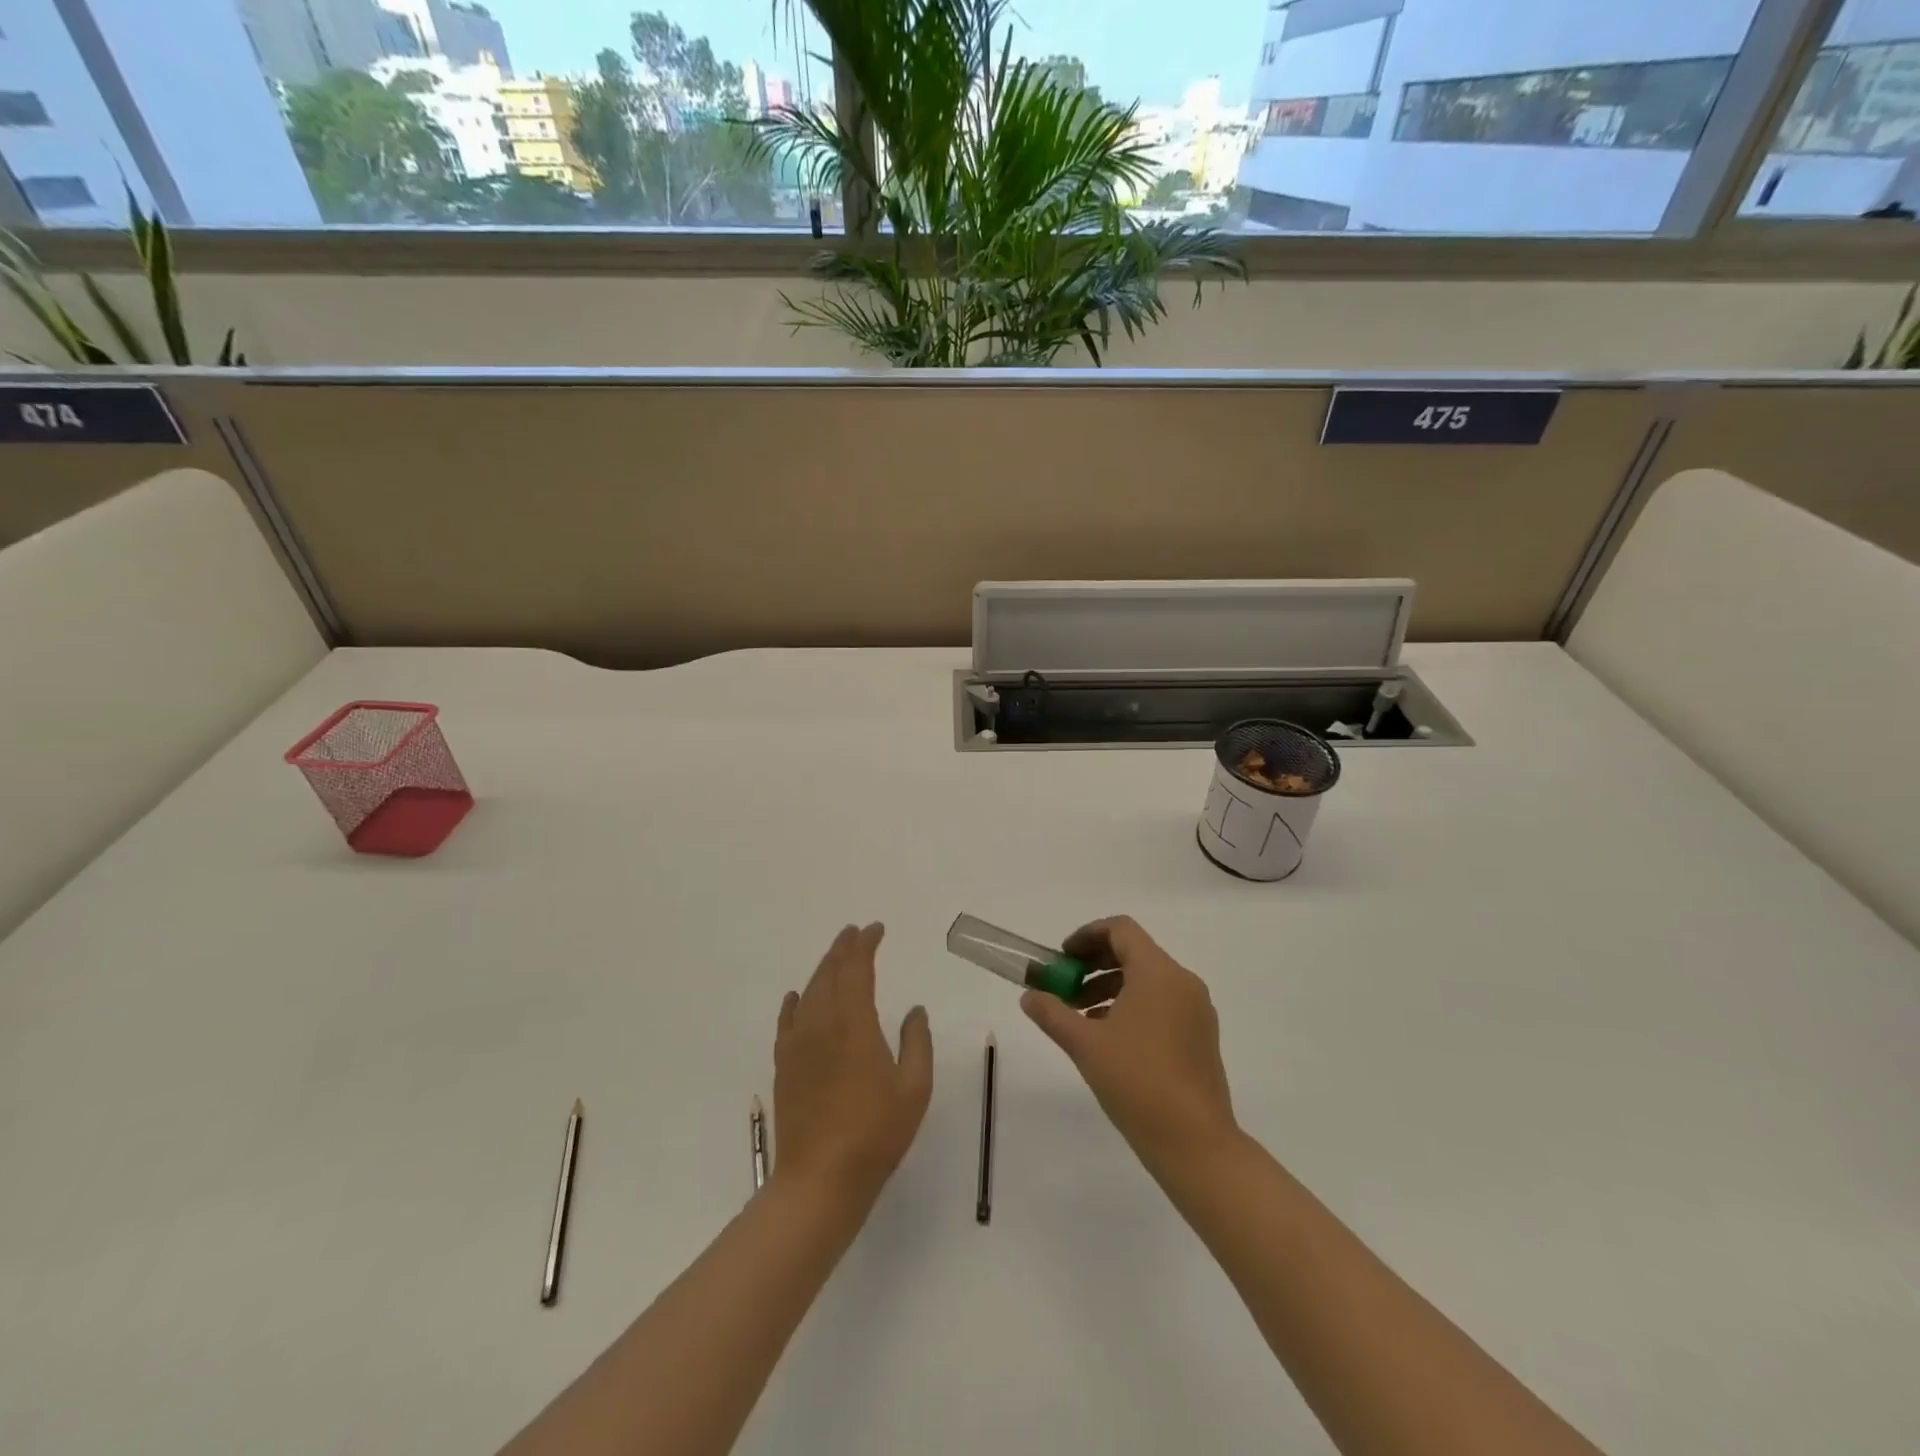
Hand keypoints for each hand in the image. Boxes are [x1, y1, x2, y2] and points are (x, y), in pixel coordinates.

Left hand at [772, 923, 932, 1207]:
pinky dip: (794, 1003)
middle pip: (829, 974)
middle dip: (843, 948)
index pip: (857, 970)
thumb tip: (914, 1010)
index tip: (876, 929)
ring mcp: (798, 1045)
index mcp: (855, 1024)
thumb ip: (917, 1042)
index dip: (865, 945)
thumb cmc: (876, 1133)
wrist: (820, 1179)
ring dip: (823, 969)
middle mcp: (822, 1024)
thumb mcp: (914, 1088)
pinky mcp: (784, 1066)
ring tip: (835, 957)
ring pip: (809, 992)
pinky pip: (787, 1021)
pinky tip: (797, 997)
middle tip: (855, 933)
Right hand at [1022, 916, 1238, 1173]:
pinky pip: (1162, 1002)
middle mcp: (1182, 982)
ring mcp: (1196, 1010)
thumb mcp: (1085, 1045)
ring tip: (1080, 1018)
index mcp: (1158, 973)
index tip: (1062, 959)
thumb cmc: (1137, 1082)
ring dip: (1110, 987)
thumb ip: (1052, 1013)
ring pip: (1147, 980)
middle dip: (1094, 965)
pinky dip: (1132, 1006)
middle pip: (1134, 952)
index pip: (1121, 929)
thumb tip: (1029, 995)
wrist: (1195, 1143)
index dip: (1087, 936)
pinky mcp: (1201, 1035)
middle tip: (1064, 987)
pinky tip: (1109, 1038)